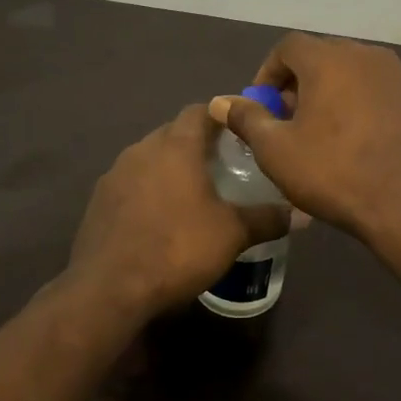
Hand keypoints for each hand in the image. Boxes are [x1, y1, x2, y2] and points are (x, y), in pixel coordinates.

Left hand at [68, 104, 289, 319]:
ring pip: (149, 158)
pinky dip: (148, 191)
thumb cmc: (178, 249)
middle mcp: (141, 150)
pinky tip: (160, 219)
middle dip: (197, 144)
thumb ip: (267, 219)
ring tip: (194, 193)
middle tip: (224, 165)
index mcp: (175, 147)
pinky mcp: (97, 202)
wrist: (109, 289)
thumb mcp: (232, 235)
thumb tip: (303, 214)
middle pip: (172, 133)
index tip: (239, 132)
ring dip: (170, 168)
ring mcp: (114, 176)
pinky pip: (130, 184)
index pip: (198, 111)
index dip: (220, 116)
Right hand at [210, 34, 400, 244]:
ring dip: (336, 93)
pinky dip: (367, 107)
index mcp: (330, 60)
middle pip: (325, 56)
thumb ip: (248, 119)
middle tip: (291, 119)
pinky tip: (363, 142)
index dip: (269, 72)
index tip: (264, 105)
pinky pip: (384, 94)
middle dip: (302, 82)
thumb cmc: (334, 173)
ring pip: (357, 74)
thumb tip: (223, 102)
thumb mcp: (276, 151)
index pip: (288, 46)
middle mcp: (368, 56)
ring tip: (327, 130)